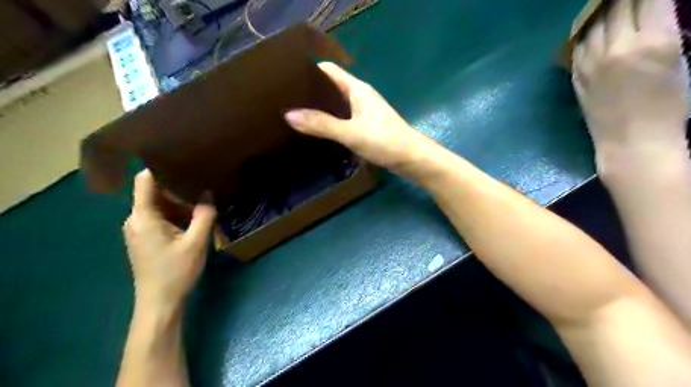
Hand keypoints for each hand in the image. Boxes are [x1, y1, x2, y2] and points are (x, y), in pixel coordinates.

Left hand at [122, 171, 214, 308]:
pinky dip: (176, 214)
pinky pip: (160, 217)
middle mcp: (136, 219)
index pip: (145, 180)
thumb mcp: (196, 242)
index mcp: (143, 217)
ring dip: (180, 202)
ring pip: (159, 205)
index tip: (184, 159)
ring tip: (203, 197)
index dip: (161, 167)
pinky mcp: (145, 238)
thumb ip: (204, 215)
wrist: (159, 303)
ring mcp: (139, 229)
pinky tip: (195, 216)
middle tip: (203, 181)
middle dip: (178, 187)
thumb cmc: (176, 272)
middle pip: (154, 192)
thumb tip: (208, 193)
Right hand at [280, 61, 430, 172]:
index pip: (329, 71)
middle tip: (285, 100)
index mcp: (357, 89)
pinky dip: (330, 121)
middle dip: (310, 92)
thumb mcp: (351, 132)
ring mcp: (363, 112)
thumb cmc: (384, 140)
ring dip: (320, 108)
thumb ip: (321, 124)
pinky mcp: (365, 126)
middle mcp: (360, 96)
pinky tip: (317, 130)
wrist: (412, 159)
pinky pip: (343, 119)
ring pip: (337, 105)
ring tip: (295, 114)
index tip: (285, 78)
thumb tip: (288, 115)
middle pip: (331, 87)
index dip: (309, 71)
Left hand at [573, 0, 684, 150]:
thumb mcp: (679, 59)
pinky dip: (588, 31)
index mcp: (653, 42)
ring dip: (605, 10)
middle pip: (617, 5)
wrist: (631, 142)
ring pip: (593, 22)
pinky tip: (595, 27)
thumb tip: (652, 12)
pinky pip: (579, 44)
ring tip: (611, 7)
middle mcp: (616, 48)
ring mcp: (590, 63)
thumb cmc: (669, 105)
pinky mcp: (575, 75)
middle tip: (629, 1)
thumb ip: (664, 31)